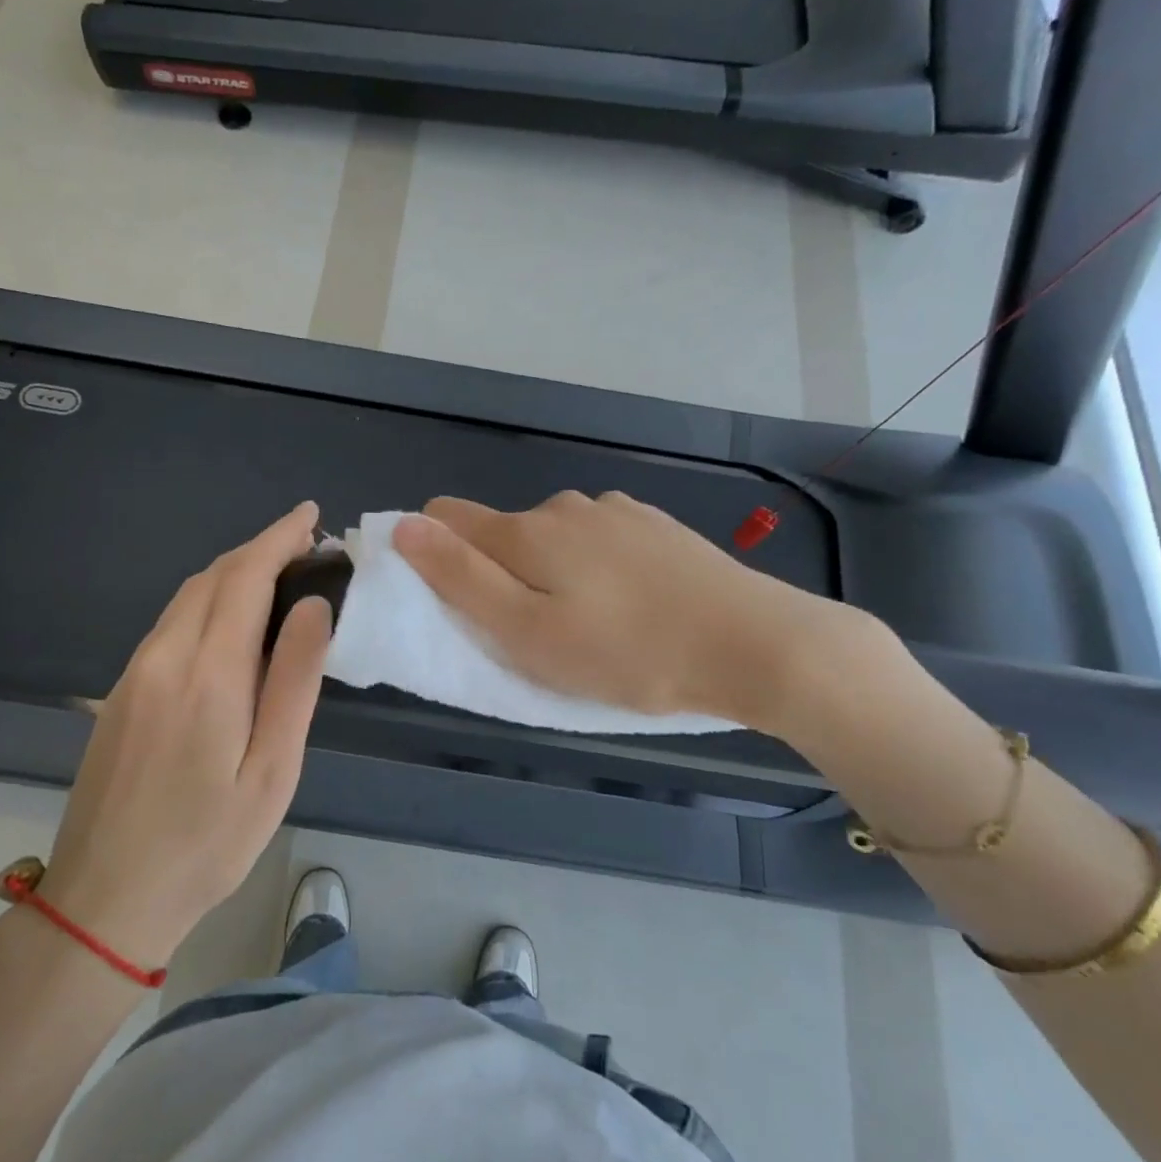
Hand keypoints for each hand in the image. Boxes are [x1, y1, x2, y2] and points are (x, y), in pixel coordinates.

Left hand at [37, 502, 332, 969]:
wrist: (106, 897)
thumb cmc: (208, 842)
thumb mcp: (273, 769)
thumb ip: (294, 680)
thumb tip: (312, 606)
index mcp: (207, 673)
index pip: (244, 577)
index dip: (278, 538)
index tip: (310, 515)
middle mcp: (163, 657)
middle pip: (212, 577)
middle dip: (259, 549)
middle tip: (305, 546)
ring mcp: (133, 673)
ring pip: (186, 597)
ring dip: (232, 573)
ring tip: (277, 576)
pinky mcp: (119, 693)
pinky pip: (169, 624)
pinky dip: (207, 602)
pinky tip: (230, 624)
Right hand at [392, 491, 876, 734]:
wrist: (756, 644)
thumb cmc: (628, 654)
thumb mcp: (528, 633)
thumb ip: (460, 578)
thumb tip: (403, 526)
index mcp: (525, 532)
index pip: (445, 517)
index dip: (431, 553)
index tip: (455, 603)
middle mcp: (564, 507)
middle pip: (501, 532)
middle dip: (499, 575)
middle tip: (533, 636)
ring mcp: (615, 511)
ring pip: (552, 538)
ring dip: (549, 574)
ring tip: (588, 627)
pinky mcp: (654, 526)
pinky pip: (597, 541)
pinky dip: (593, 569)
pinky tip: (630, 605)